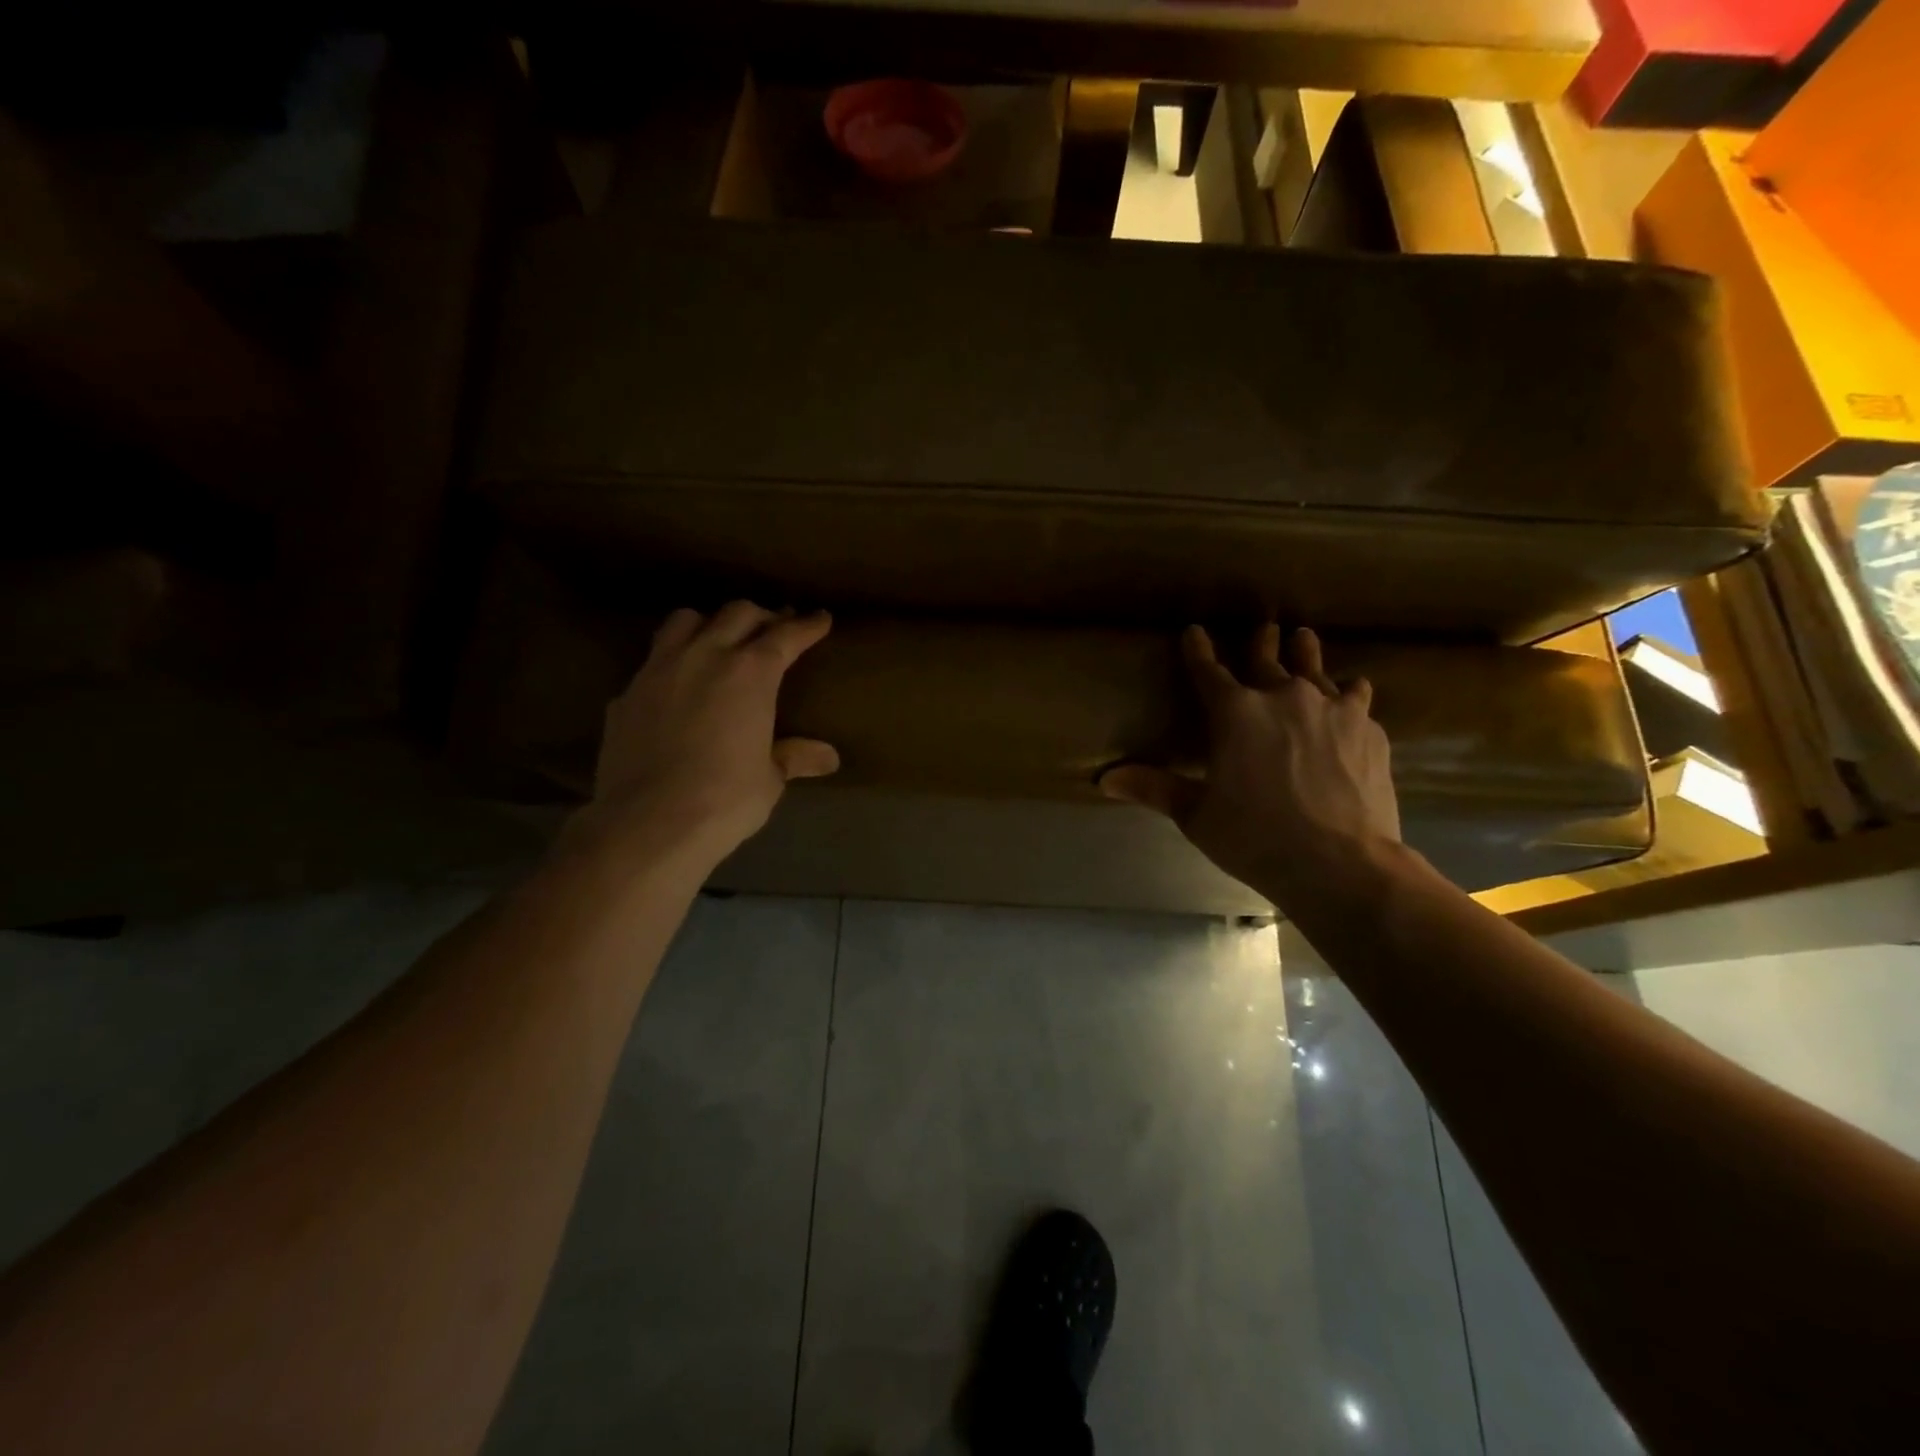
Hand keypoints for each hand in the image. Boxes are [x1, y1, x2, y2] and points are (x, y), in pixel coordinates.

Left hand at [574, 603, 838, 868]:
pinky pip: (653, 661)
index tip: (820, 618)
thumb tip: (828, 757)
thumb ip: (794, 757)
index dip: (807, 625)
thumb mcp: (769, 779)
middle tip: (775, 628)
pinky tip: (677, 687)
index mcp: (750, 673)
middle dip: (762, 616)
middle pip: (737, 614)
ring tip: (719, 640)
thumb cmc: (725, 799)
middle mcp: (704, 657)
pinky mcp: (626, 694)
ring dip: (710, 623)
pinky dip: (673, 662)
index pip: (785, 635)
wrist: (648, 823)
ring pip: (685, 620)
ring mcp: (658, 671)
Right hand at [1099, 625, 1400, 906]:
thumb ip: (1154, 789)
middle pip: (1268, 659)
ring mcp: (1332, 709)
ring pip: (1317, 669)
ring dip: (1306, 653)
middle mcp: (1284, 697)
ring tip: (1304, 639)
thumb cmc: (1257, 838)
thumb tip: (1104, 779)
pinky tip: (1351, 698)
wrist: (1342, 863)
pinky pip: (1356, 698)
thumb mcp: (1196, 816)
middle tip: (1265, 628)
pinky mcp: (1368, 729)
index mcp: (1235, 713)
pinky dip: (1348, 694)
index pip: (1208, 671)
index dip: (1198, 650)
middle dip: (1262, 643)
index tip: (1194, 631)